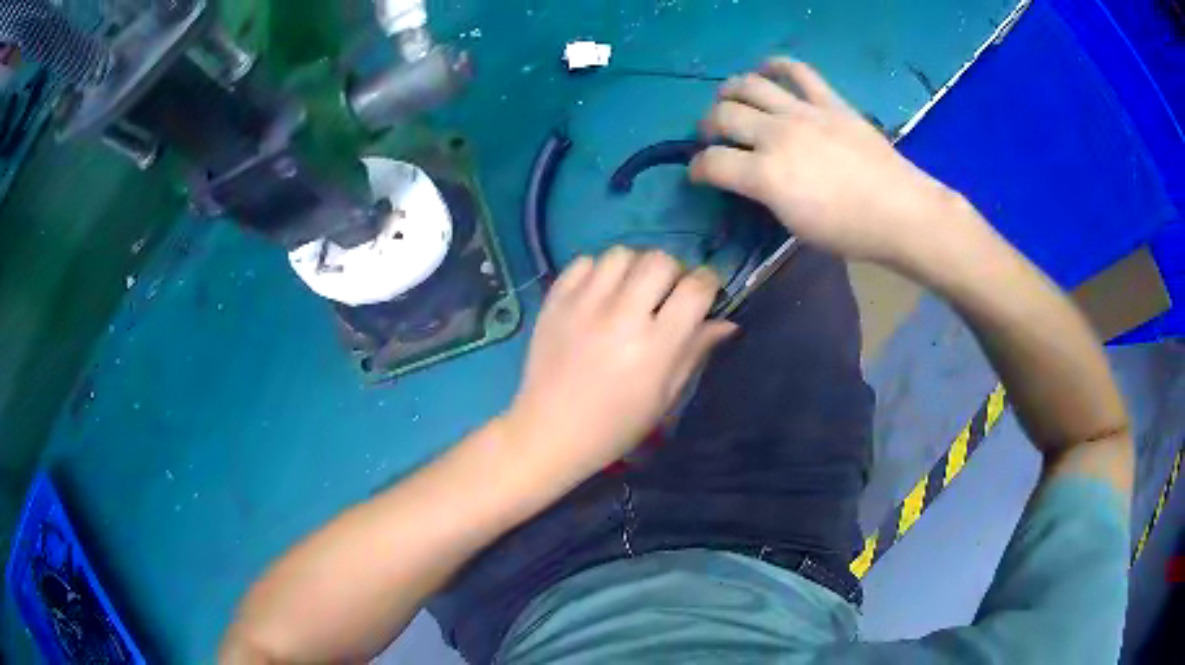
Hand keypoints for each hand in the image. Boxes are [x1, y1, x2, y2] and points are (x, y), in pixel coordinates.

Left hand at [504, 248, 736, 482]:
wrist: (550, 431)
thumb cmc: (615, 425)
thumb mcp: (665, 397)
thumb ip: (695, 352)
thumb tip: (728, 322)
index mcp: (654, 346)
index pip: (695, 288)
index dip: (708, 283)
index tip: (705, 293)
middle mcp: (620, 316)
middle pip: (659, 260)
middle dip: (673, 272)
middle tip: (666, 294)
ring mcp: (583, 305)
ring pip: (621, 254)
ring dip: (635, 267)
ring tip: (630, 291)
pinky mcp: (555, 301)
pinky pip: (584, 262)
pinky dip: (598, 271)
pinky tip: (599, 294)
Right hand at [689, 58, 958, 266]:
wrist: (900, 212)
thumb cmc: (849, 231)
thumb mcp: (794, 224)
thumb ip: (764, 194)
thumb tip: (749, 176)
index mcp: (766, 175)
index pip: (711, 163)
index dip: (697, 169)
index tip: (698, 173)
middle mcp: (776, 135)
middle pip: (723, 114)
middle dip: (707, 125)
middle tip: (713, 135)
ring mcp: (804, 112)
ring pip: (750, 85)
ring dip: (730, 90)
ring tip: (730, 99)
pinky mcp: (829, 101)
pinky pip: (798, 71)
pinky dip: (777, 65)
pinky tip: (767, 70)